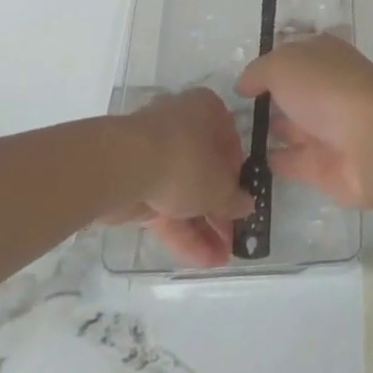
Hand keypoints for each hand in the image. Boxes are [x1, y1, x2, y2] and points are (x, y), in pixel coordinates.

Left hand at [105, 88, 253, 266]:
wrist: (125, 167)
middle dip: (220, 209)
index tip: (243, 202)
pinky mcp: (139, 184)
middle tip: (234, 238)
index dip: (238, 175)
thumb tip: (246, 204)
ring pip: (186, 193)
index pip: (230, 143)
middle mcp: (184, 126)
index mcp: (208, 111)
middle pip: (207, 171)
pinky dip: (183, 232)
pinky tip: (202, 260)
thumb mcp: (220, 184)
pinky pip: (167, 207)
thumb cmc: (185, 160)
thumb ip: (234, 198)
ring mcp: (158, 156)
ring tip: (222, 259)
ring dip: (204, 226)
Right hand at [235, 35, 372, 208]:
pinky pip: (290, 161)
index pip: (292, 52)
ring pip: (291, 125)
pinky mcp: (323, 166)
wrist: (370, 141)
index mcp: (323, 54)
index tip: (240, 77)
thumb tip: (244, 85)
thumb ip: (259, 72)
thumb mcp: (283, 64)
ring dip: (268, 129)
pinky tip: (243, 165)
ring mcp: (326, 127)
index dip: (268, 61)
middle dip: (267, 97)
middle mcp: (326, 87)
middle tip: (229, 111)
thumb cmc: (326, 88)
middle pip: (292, 90)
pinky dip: (271, 162)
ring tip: (230, 138)